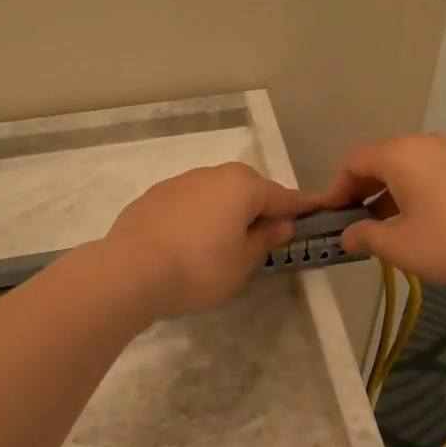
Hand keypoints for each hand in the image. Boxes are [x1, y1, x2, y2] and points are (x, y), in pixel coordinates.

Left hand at [101, 163, 317, 317]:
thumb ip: (264, 240)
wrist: (129, 272)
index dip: (300, 207)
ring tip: (226, 239)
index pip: (282, 196)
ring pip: (216, 192)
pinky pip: (190, 202)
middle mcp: (213, 174)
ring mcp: (180, 182)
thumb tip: (280, 224)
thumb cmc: (198, 270)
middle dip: (260, 206)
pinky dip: (200, 215)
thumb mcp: (241, 263)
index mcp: (242, 186)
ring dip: (227, 209)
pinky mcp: (154, 196)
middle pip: (247, 188)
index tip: (316, 210)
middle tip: (267, 233)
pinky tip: (192, 239)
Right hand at [320, 134, 445, 288]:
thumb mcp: (400, 246)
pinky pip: (435, 172)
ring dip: (391, 192)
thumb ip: (366, 237)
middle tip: (356, 222)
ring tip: (389, 225)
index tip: (331, 217)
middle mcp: (426, 143)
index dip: (337, 189)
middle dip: (363, 190)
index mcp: (400, 155)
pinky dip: (418, 190)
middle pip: (382, 160)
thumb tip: (347, 236)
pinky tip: (425, 220)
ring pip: (410, 166)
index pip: (354, 162)